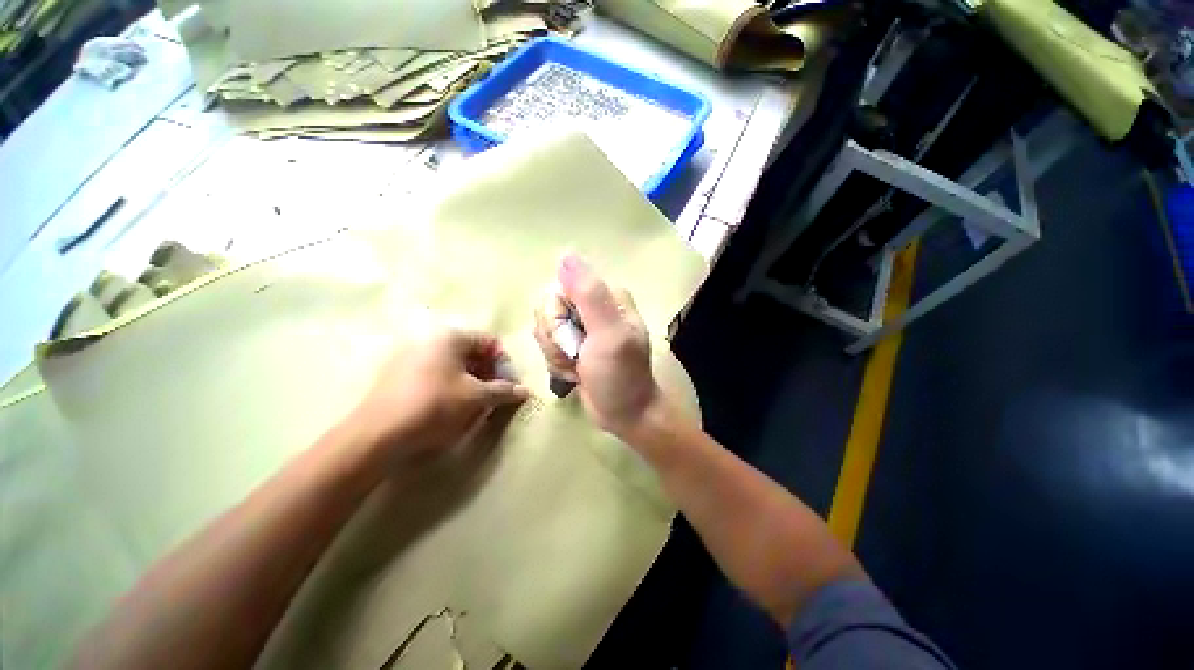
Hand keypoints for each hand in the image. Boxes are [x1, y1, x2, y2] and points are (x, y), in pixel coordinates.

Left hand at [348, 325, 528, 467]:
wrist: (377, 435)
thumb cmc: (434, 406)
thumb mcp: (476, 398)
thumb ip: (503, 391)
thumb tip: (525, 391)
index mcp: (450, 337)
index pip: (489, 342)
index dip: (504, 362)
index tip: (510, 384)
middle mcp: (430, 339)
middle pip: (471, 351)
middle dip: (488, 372)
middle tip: (496, 393)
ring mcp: (410, 355)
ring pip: (453, 363)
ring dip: (471, 379)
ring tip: (477, 401)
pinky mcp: (397, 374)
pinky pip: (435, 372)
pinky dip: (451, 384)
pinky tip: (452, 404)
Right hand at [533, 255, 661, 438]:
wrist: (626, 414)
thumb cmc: (620, 375)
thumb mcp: (609, 334)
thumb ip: (589, 295)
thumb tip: (566, 256)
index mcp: (606, 297)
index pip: (558, 290)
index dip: (557, 318)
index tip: (574, 340)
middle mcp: (592, 306)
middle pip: (548, 310)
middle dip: (556, 340)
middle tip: (577, 357)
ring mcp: (581, 326)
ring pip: (545, 329)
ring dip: (556, 355)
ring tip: (578, 368)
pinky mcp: (573, 345)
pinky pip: (548, 345)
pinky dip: (557, 364)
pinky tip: (575, 374)